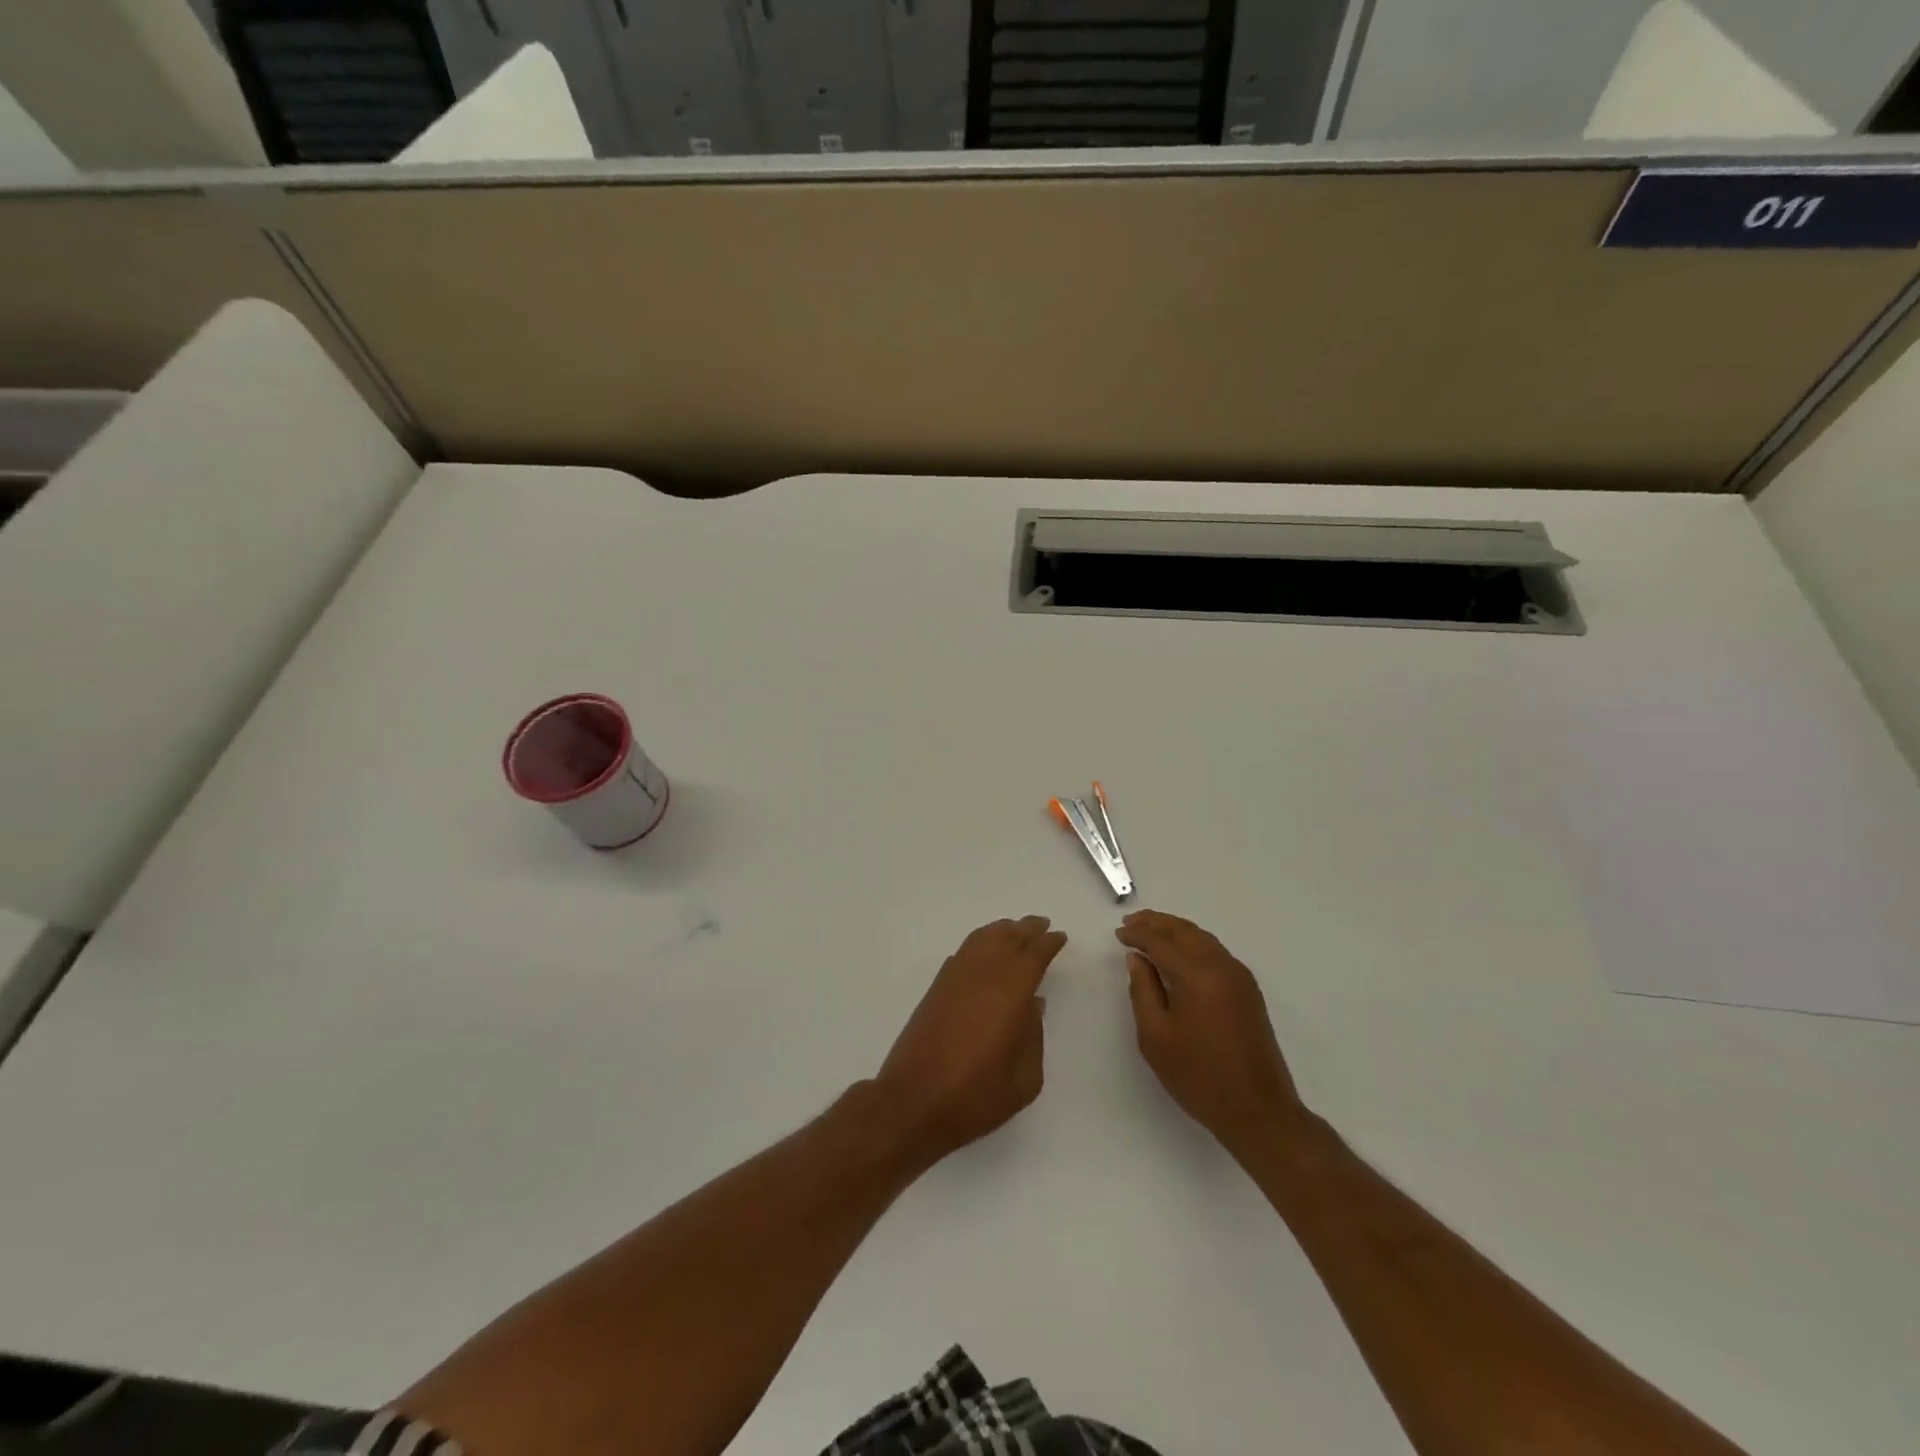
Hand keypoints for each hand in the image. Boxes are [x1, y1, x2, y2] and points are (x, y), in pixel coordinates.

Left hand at [875, 916, 1065, 1165]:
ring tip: (1015, 930)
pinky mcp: (936, 988)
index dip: (1048, 943)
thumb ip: (1034, 1037)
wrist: (913, 1102)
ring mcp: (955, 978)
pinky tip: (984, 951)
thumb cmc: (975, 1096)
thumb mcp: (1024, 1079)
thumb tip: (1033, 1005)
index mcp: (1010, 992)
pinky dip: (979, 942)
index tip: (1059, 937)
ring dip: (1001, 931)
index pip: (1033, 955)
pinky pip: (964, 952)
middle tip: (1041, 924)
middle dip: (1026, 929)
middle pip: (1007, 938)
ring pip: (982, 939)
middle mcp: (982, 975)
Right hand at [1116, 910, 1303, 1151]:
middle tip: (1130, 922)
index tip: (1118, 933)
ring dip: (1175, 930)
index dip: (1137, 934)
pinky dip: (1192, 942)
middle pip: (1185, 931)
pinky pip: (1215, 951)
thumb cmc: (1199, 1076)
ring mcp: (1239, 976)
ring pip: (1202, 938)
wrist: (1258, 1111)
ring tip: (1151, 931)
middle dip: (1156, 923)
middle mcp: (1222, 966)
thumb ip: (1143, 990)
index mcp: (1197, 974)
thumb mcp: (1156, 1036)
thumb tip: (1137, 958)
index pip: (1161, 941)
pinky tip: (1179, 952)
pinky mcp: (1248, 990)